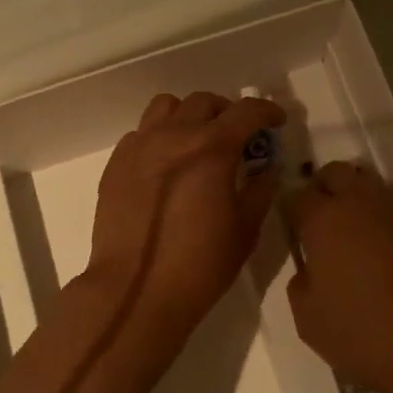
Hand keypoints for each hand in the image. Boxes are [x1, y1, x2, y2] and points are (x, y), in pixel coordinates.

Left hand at [86, 91, 284, 330]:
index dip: (267, 111)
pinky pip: (141, 133)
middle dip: (227, 112)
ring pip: (166, 107)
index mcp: (211, 147)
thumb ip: (261, 189)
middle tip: (238, 136)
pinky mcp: (117, 164)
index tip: (276, 122)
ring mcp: (140, 146)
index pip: (246, 111)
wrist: (136, 291)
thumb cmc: (200, 264)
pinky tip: (166, 165)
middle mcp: (174, 135)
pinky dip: (159, 137)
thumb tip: (267, 168)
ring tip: (197, 141)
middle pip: (204, 102)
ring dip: (189, 115)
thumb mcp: (245, 229)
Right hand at [285, 162, 392, 392]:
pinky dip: (382, 216)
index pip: (296, 196)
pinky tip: (381, 245)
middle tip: (319, 219)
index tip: (292, 229)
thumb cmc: (363, 332)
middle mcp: (358, 202)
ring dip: (355, 198)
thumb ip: (300, 284)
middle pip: (334, 173)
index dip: (290, 211)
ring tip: (352, 231)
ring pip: (367, 184)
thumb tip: (308, 269)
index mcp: (323, 219)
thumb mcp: (309, 319)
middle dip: (323, 188)